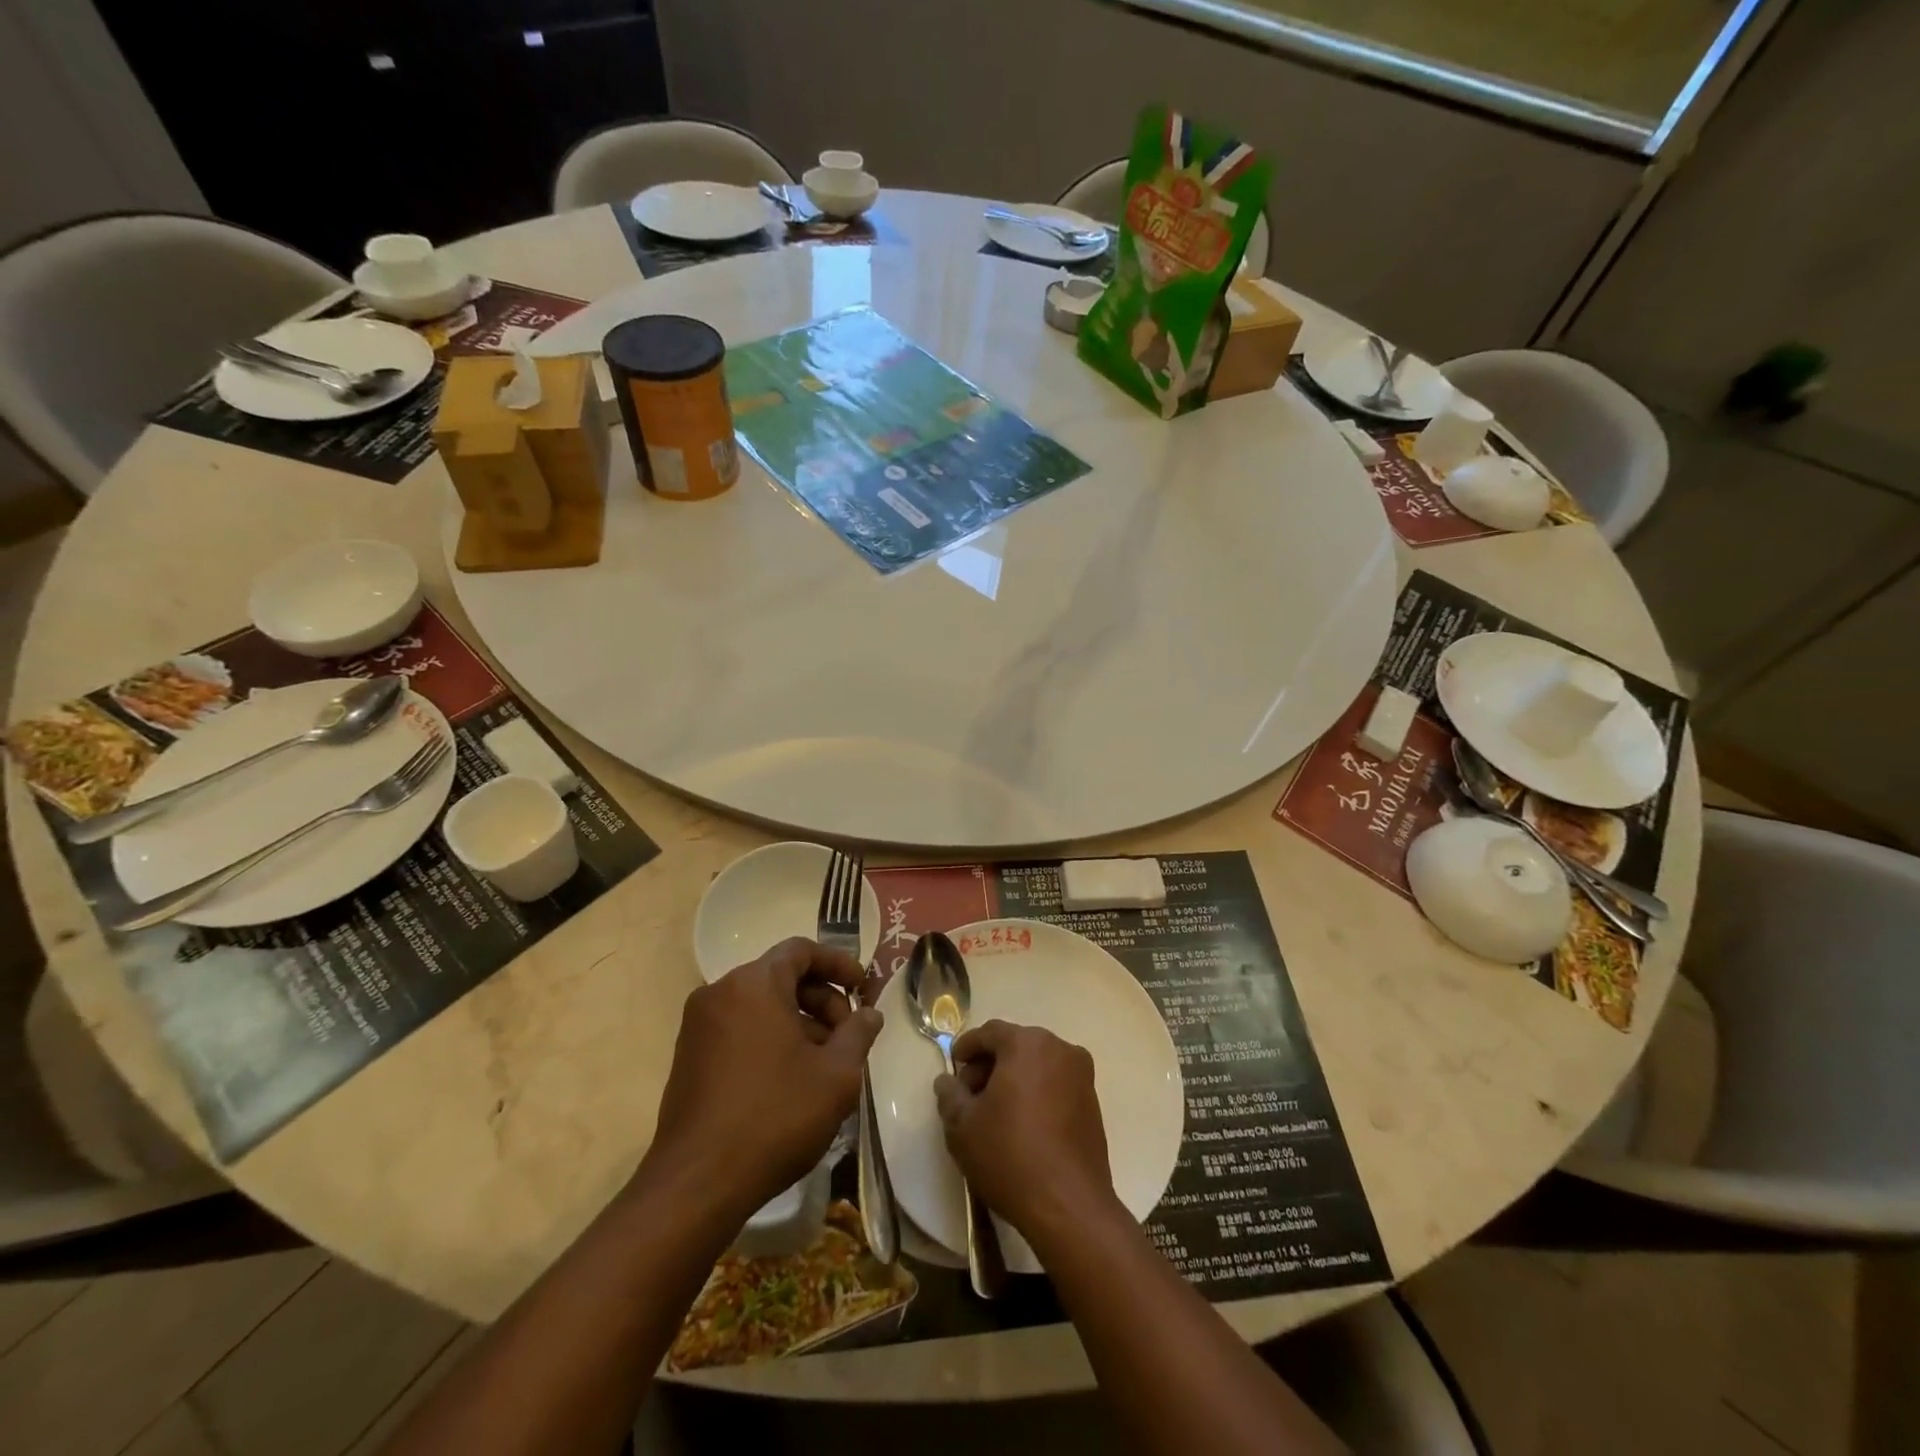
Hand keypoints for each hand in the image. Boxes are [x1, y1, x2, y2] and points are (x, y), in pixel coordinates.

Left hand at [644, 937, 879, 1224]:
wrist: (697, 1185)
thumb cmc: (775, 1116)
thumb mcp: (836, 1074)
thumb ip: (858, 1033)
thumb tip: (869, 1014)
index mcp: (753, 984)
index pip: (800, 950)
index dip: (838, 964)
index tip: (864, 988)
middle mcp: (719, 994)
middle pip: (781, 977)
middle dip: (822, 1000)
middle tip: (849, 1035)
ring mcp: (698, 1028)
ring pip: (761, 1007)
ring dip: (799, 1024)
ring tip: (826, 1064)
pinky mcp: (688, 1059)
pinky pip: (739, 1030)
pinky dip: (770, 1040)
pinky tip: (792, 1080)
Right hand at [934, 1021, 1117, 1246]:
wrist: (1069, 1206)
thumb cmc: (1009, 1155)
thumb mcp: (963, 1126)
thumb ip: (950, 1095)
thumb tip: (948, 1081)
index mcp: (1027, 1043)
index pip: (990, 1032)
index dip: (967, 1047)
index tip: (953, 1067)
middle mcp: (1059, 1049)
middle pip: (1016, 1046)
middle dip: (990, 1065)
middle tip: (969, 1095)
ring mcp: (1081, 1076)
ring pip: (1037, 1065)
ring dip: (1013, 1080)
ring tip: (993, 1113)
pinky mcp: (1093, 1103)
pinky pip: (1056, 1085)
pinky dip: (1036, 1093)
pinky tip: (1021, 1125)